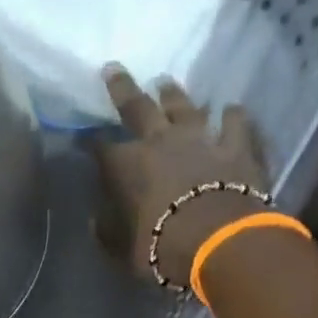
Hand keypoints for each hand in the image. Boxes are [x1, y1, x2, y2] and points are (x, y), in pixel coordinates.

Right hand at [95, 65, 266, 286]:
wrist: (217, 240)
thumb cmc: (161, 248)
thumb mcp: (123, 249)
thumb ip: (108, 231)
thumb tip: (97, 219)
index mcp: (126, 167)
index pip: (100, 149)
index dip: (89, 143)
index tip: (81, 138)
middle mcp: (159, 141)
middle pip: (137, 107)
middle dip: (122, 88)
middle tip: (113, 69)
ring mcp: (199, 138)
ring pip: (183, 107)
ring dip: (173, 94)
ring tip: (165, 83)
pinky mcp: (235, 146)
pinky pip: (233, 122)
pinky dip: (230, 115)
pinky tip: (230, 109)